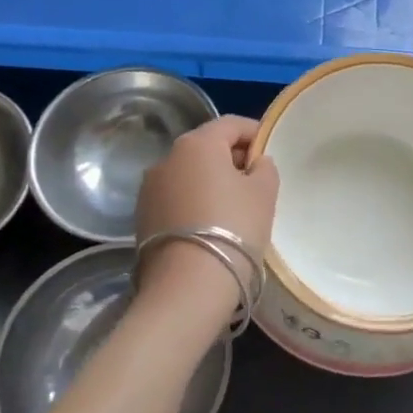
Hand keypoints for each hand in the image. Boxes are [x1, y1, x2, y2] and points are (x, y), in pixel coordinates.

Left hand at [134, 116, 279, 333]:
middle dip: (232, 158)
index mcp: (197, 143)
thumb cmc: (235, 228)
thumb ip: (264, 167)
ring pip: (189, 174)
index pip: (231, 124)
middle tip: (257, 181)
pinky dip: (194, 202)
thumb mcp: (264, 192)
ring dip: (211, 181)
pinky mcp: (141, 217)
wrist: (187, 287)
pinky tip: (212, 225)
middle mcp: (167, 157)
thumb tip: (255, 163)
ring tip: (235, 207)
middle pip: (207, 147)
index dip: (255, 133)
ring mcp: (149, 189)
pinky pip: (176, 198)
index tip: (270, 151)